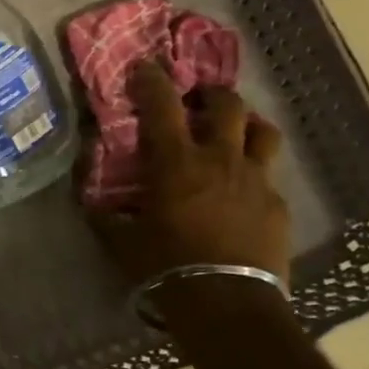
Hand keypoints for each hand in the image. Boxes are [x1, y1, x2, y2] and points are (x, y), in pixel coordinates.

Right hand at [87, 63, 290, 289]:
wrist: (226, 302)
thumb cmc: (166, 266)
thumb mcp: (122, 242)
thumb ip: (106, 217)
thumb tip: (91, 204)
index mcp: (177, 163)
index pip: (162, 106)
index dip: (152, 80)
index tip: (145, 66)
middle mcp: (220, 160)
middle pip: (228, 106)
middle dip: (212, 94)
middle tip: (199, 98)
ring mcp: (256, 180)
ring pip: (262, 133)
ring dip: (247, 124)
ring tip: (236, 131)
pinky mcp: (277, 205)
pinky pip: (268, 177)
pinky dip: (254, 173)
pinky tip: (243, 192)